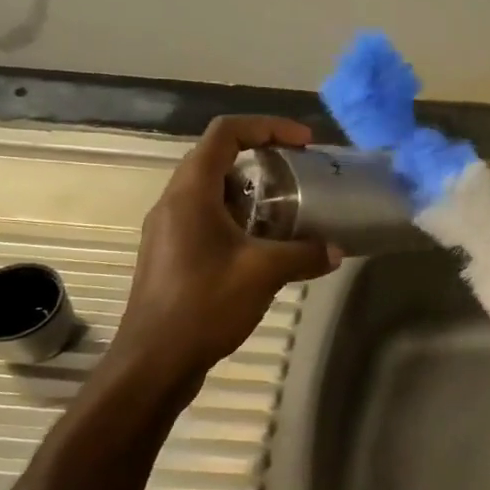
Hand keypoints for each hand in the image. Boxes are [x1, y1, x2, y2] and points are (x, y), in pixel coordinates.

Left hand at [108, 116, 341, 394]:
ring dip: (253, 193)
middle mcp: (174, 202)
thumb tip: (336, 250)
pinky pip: (209, 219)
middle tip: (299, 174)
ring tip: (290, 211)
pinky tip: (266, 248)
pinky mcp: (172, 255)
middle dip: (264, 159)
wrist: (153, 363)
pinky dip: (240, 220)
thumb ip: (304, 254)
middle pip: (219, 158)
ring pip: (214, 192)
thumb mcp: (263, 274)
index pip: (226, 133)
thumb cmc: (203, 305)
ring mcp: (169, 230)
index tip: (304, 143)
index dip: (268, 126)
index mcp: (190, 193)